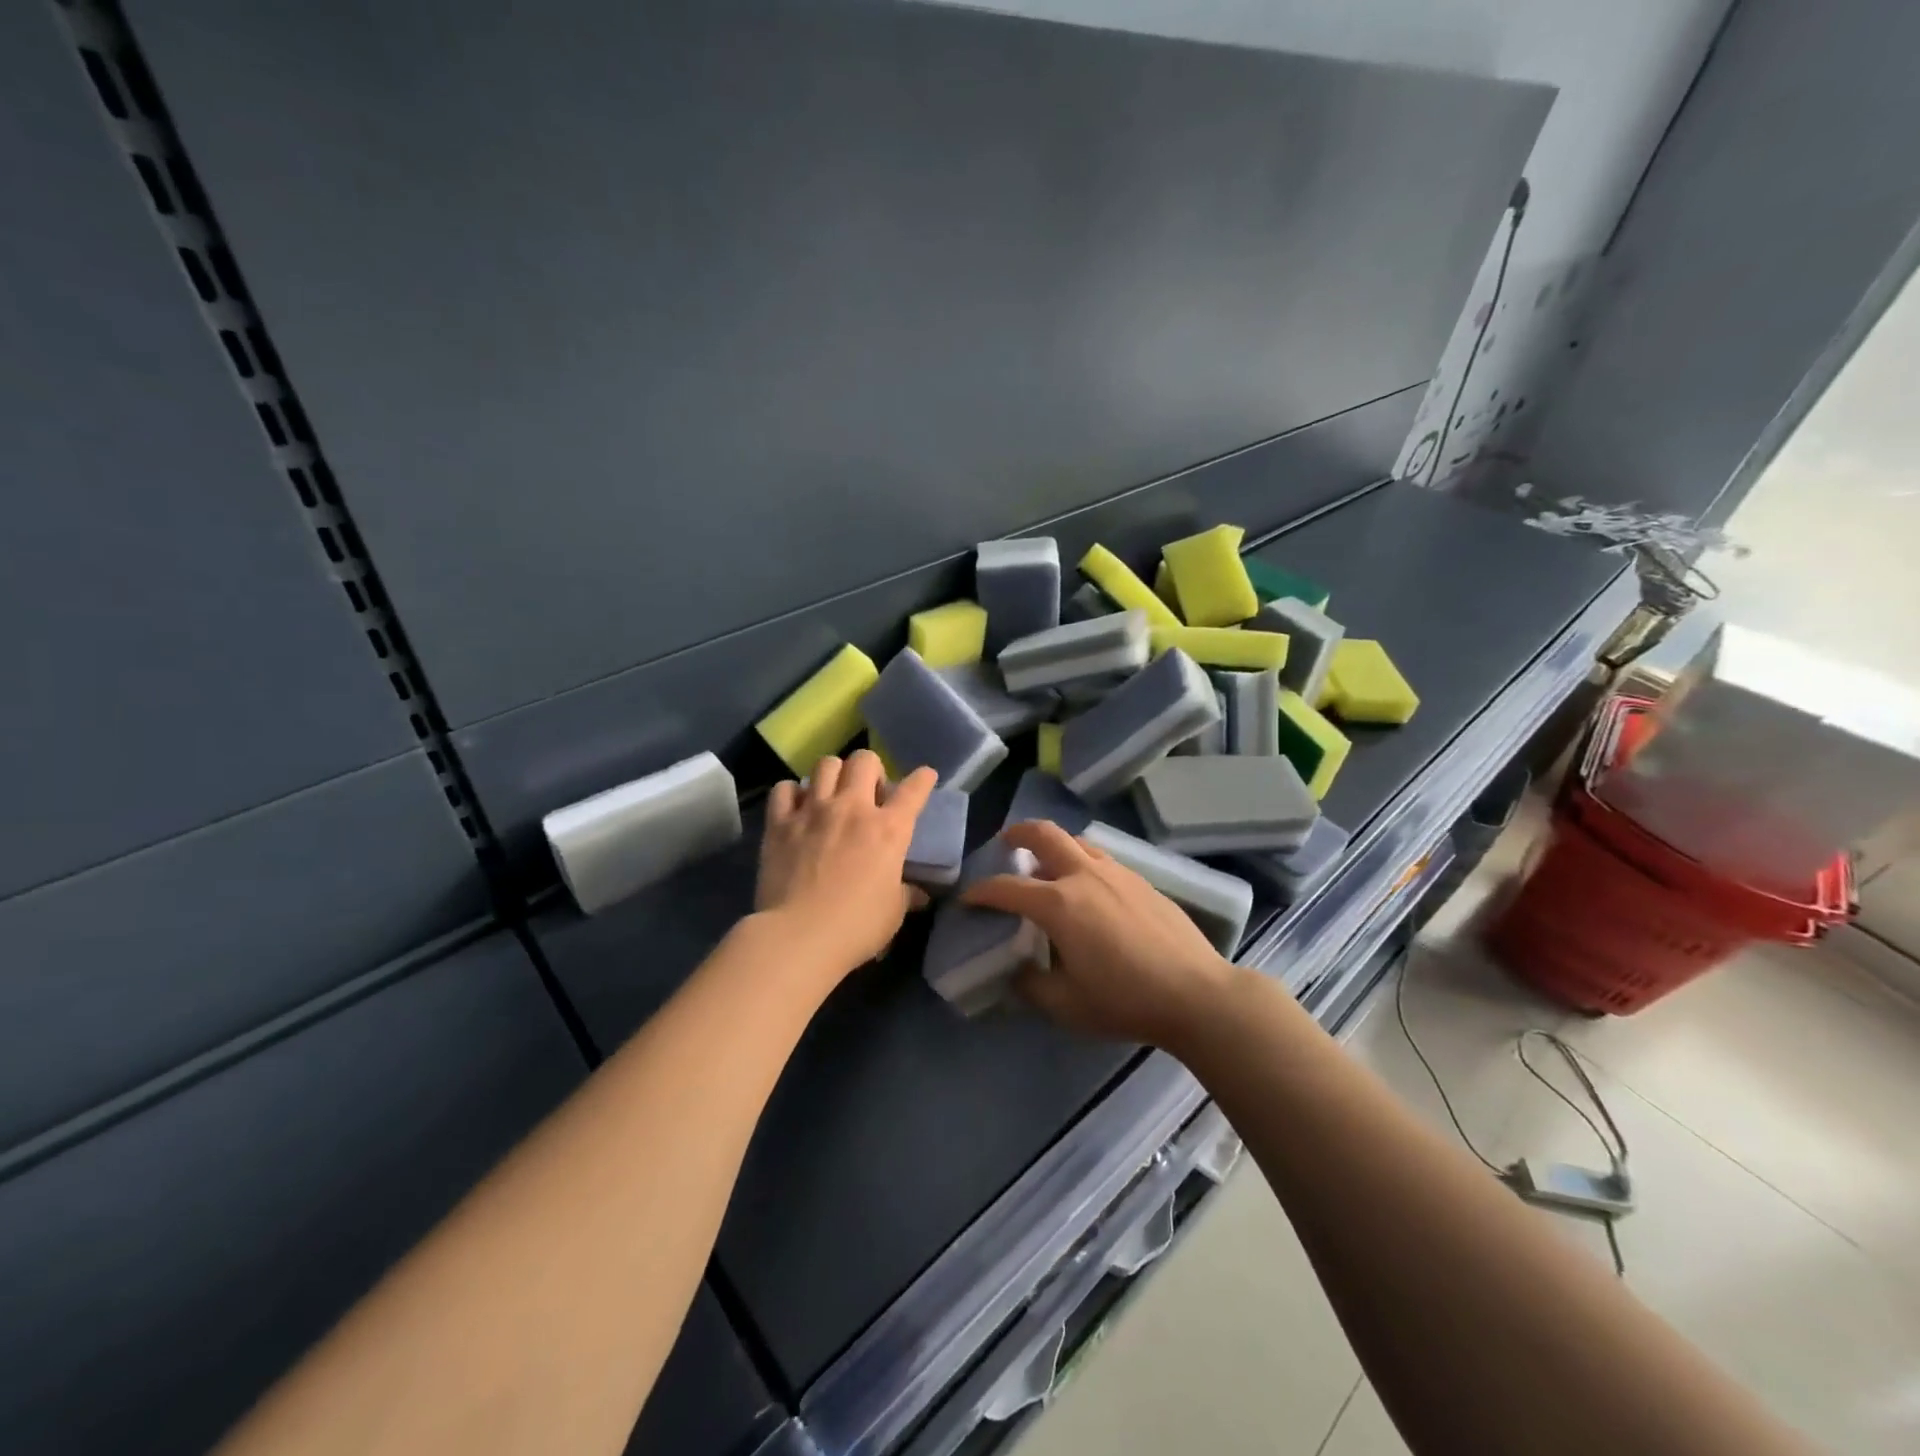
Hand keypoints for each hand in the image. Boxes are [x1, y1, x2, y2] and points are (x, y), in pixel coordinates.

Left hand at [757, 752, 935, 977]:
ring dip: (833, 774)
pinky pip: (784, 789)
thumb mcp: (893, 913)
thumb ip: (905, 894)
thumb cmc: (856, 927)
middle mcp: (853, 808)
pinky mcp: (780, 823)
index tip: (925, 776)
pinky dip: (792, 793)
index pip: (913, 791)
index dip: (922, 779)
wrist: (799, 936)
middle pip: (864, 760)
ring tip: (832, 794)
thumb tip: (917, 894)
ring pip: (826, 764)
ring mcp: (813, 811)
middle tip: (868, 792)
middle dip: (871, 769)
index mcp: (889, 830)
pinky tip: (796, 808)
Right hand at [962, 820, 1237, 1046]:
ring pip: (1077, 840)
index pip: (1006, 887)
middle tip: (1006, 844)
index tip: (968, 898)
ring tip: (1047, 864)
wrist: (1195, 993)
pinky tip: (1089, 887)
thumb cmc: (1125, 1000)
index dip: (981, 891)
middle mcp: (1084, 875)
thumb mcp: (1066, 1005)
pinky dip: (1082, 859)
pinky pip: (1101, 857)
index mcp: (1059, 903)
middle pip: (1045, 834)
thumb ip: (1032, 985)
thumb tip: (1017, 971)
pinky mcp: (1142, 880)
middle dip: (1018, 833)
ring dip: (1054, 844)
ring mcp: (1117, 873)